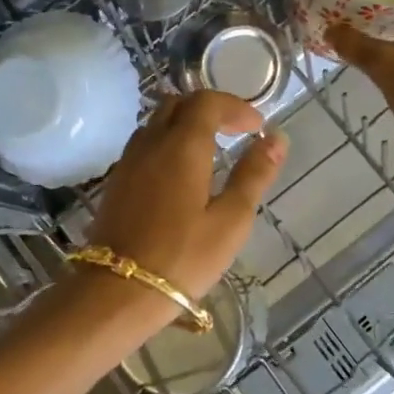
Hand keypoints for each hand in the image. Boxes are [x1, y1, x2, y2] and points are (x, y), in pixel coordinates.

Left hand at [82, 91, 287, 327]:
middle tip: (236, 132)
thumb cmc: (183, 257)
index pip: (207, 102)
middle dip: (210, 109)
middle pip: (178, 104)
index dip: (235, 107)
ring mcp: (128, 161)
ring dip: (186, 124)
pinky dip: (168, 143)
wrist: (117, 291)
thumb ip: (254, 175)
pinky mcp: (117, 182)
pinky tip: (182, 173)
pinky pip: (145, 144)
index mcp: (182, 146)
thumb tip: (276, 139)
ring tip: (212, 150)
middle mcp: (151, 143)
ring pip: (157, 122)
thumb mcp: (231, 220)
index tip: (257, 128)